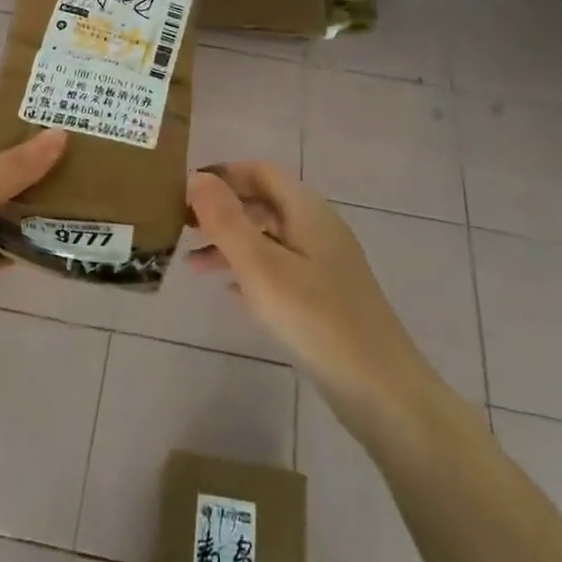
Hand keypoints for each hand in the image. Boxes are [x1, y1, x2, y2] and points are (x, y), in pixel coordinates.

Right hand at [187, 162, 427, 432]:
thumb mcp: (261, 266)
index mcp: (306, 210)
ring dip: (231, 243)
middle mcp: (318, 227)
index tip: (184, 192)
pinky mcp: (325, 294)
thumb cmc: (315, 319)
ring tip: (193, 266)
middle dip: (222, 210)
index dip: (222, 175)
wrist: (380, 389)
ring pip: (269, 237)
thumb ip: (226, 220)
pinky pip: (279, 267)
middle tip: (181, 228)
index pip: (260, 171)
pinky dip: (250, 269)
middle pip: (263, 202)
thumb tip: (196, 177)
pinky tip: (229, 291)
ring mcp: (324, 262)